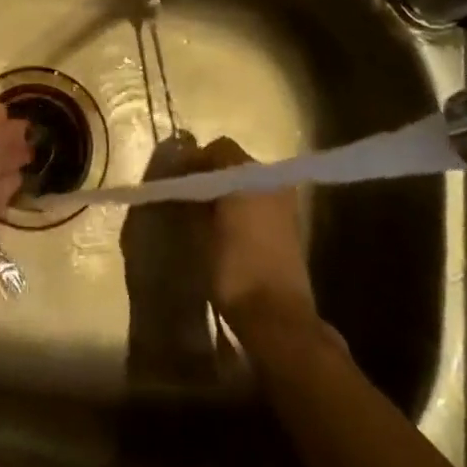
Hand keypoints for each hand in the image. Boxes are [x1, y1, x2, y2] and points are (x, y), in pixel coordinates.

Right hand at [191, 137, 317, 328]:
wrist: (278, 317)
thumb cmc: (233, 269)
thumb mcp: (199, 232)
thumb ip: (191, 200)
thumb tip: (182, 185)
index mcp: (247, 173)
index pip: (216, 149)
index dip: (193, 161)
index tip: (175, 179)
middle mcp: (270, 178)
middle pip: (234, 161)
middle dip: (210, 172)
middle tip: (188, 194)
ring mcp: (285, 200)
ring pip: (248, 180)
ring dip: (227, 188)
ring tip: (206, 211)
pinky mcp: (291, 222)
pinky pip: (260, 199)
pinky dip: (243, 203)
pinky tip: (227, 225)